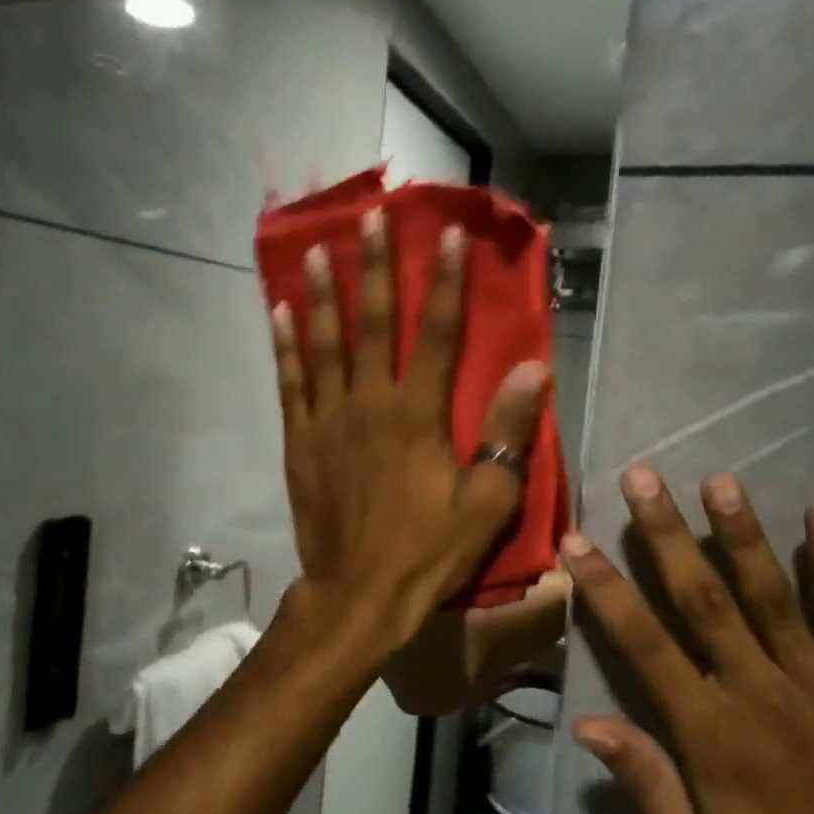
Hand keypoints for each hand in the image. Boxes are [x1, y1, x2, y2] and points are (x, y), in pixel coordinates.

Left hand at [273, 207, 548, 642]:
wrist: (359, 594)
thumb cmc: (429, 550)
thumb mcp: (486, 502)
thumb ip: (506, 433)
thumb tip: (534, 370)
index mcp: (417, 414)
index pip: (437, 334)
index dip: (444, 282)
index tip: (445, 234)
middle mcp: (369, 402)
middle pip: (374, 323)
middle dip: (376, 267)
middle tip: (370, 218)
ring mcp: (328, 419)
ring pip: (324, 343)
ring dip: (321, 294)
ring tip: (316, 250)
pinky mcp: (300, 440)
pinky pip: (291, 382)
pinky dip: (286, 345)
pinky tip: (280, 312)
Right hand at [563, 469, 813, 813]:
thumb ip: (648, 794)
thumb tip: (588, 724)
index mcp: (714, 739)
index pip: (645, 644)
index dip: (607, 588)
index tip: (576, 539)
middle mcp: (764, 697)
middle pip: (704, 599)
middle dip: (668, 534)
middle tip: (642, 477)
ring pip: (774, 595)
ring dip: (743, 533)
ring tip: (720, 480)